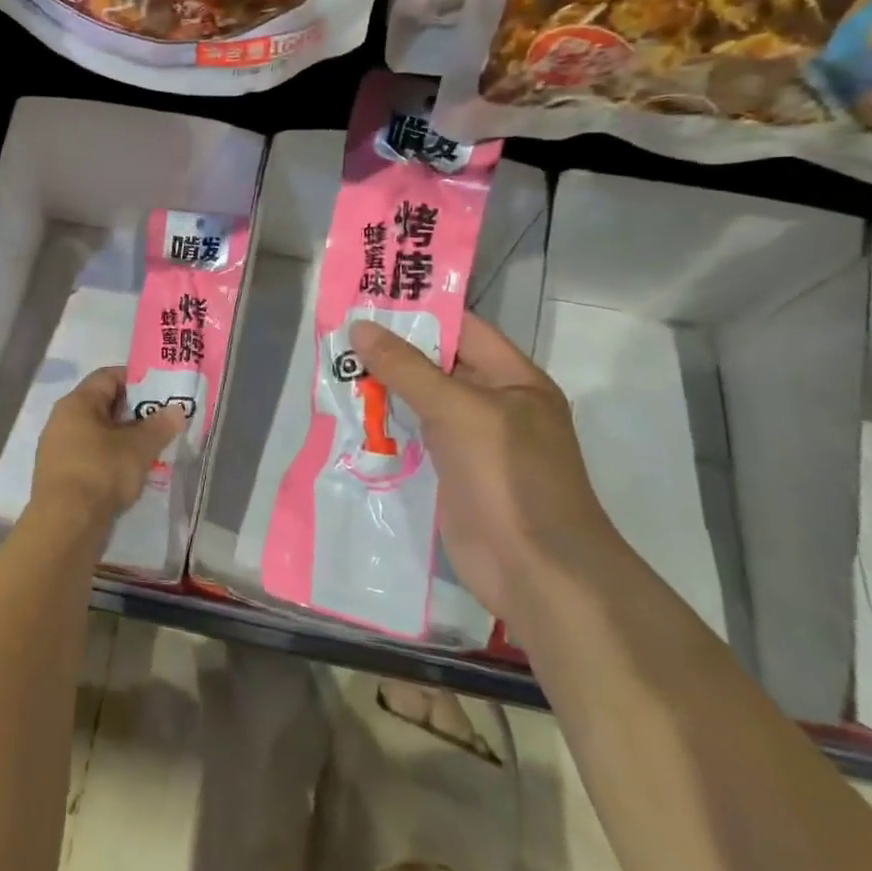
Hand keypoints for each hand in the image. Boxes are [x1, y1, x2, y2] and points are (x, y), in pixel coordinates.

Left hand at [32, 367, 185, 535]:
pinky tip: (125, 472)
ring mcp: (56, 448)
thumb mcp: (139, 447)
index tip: (159, 392)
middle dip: (131, 412)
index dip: (135, 379)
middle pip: (101, 404)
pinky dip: (107, 457)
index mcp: (77, 402)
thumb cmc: (101, 473)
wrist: (65, 524)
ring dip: (120, 437)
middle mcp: (61, 419)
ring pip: (94, 432)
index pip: (107, 376)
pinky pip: (87, 454)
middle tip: (158, 422)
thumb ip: (159, 425)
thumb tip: (177, 409)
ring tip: (147, 449)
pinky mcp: (57, 474)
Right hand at [351, 313, 614, 624]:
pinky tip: (349, 416)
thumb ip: (407, 368)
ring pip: (421, 403)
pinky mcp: (452, 476)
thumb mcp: (458, 410)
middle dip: (392, 351)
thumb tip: (359, 327)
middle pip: (438, 366)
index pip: (463, 330)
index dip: (419, 312)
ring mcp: (473, 443)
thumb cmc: (508, 477)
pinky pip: (415, 439)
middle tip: (339, 333)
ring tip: (335, 368)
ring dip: (383, 390)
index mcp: (514, 380)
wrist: (536, 572)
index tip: (370, 298)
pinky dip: (385, 428)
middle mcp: (495, 405)